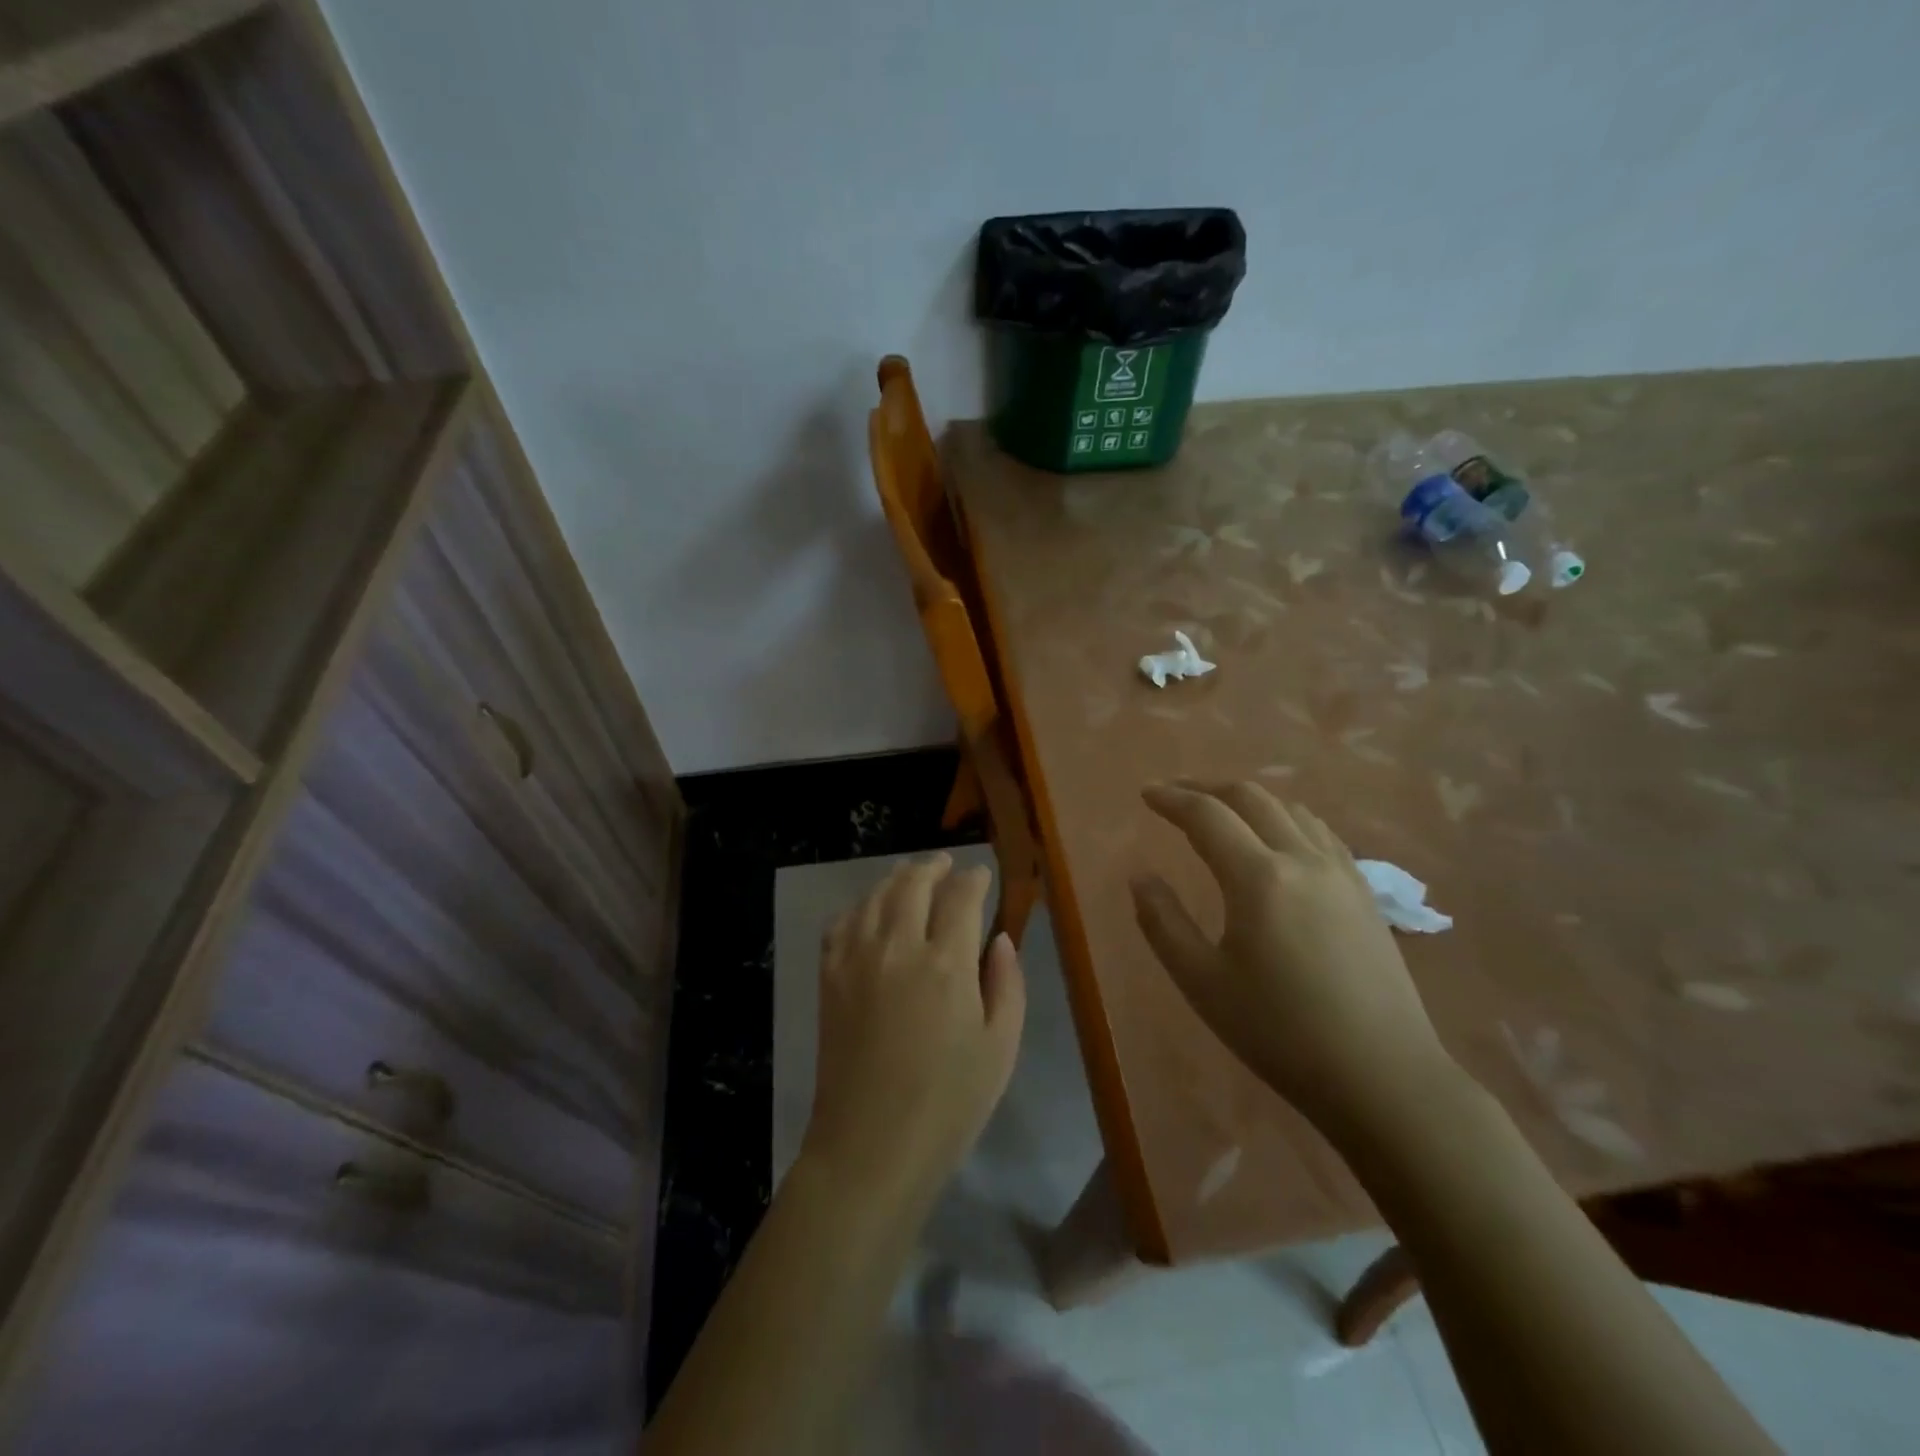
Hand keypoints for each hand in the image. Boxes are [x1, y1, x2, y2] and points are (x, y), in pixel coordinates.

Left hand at [802, 855, 1026, 1207]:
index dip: (974, 879)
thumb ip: (1006, 984)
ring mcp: (857, 959)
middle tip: (946, 864)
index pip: (961, 897)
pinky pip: (841, 923)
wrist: (870, 1147)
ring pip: (876, 896)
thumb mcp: (1000, 1048)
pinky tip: (869, 912)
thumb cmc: (948, 1105)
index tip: (982, 875)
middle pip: (914, 884)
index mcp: (947, 963)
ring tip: (910, 876)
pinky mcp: (829, 977)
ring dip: (897, 878)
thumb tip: (1000, 939)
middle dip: (934, 867)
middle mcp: (899, 947)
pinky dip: (859, 907)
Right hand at [1131, 783, 1453, 1131]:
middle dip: (1207, 787)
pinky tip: (1279, 839)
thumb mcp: (1203, 983)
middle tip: (1176, 794)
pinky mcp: (1365, 892)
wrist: (1382, 1077)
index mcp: (1258, 878)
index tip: (1146, 793)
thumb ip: (1163, 923)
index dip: (1172, 799)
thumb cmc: (1280, 1032)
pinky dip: (1286, 818)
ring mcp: (1341, 872)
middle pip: (1251, 797)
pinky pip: (1320, 832)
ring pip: (1290, 809)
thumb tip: (1140, 877)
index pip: (1207, 816)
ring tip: (1222, 811)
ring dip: (1249, 799)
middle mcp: (1302, 859)